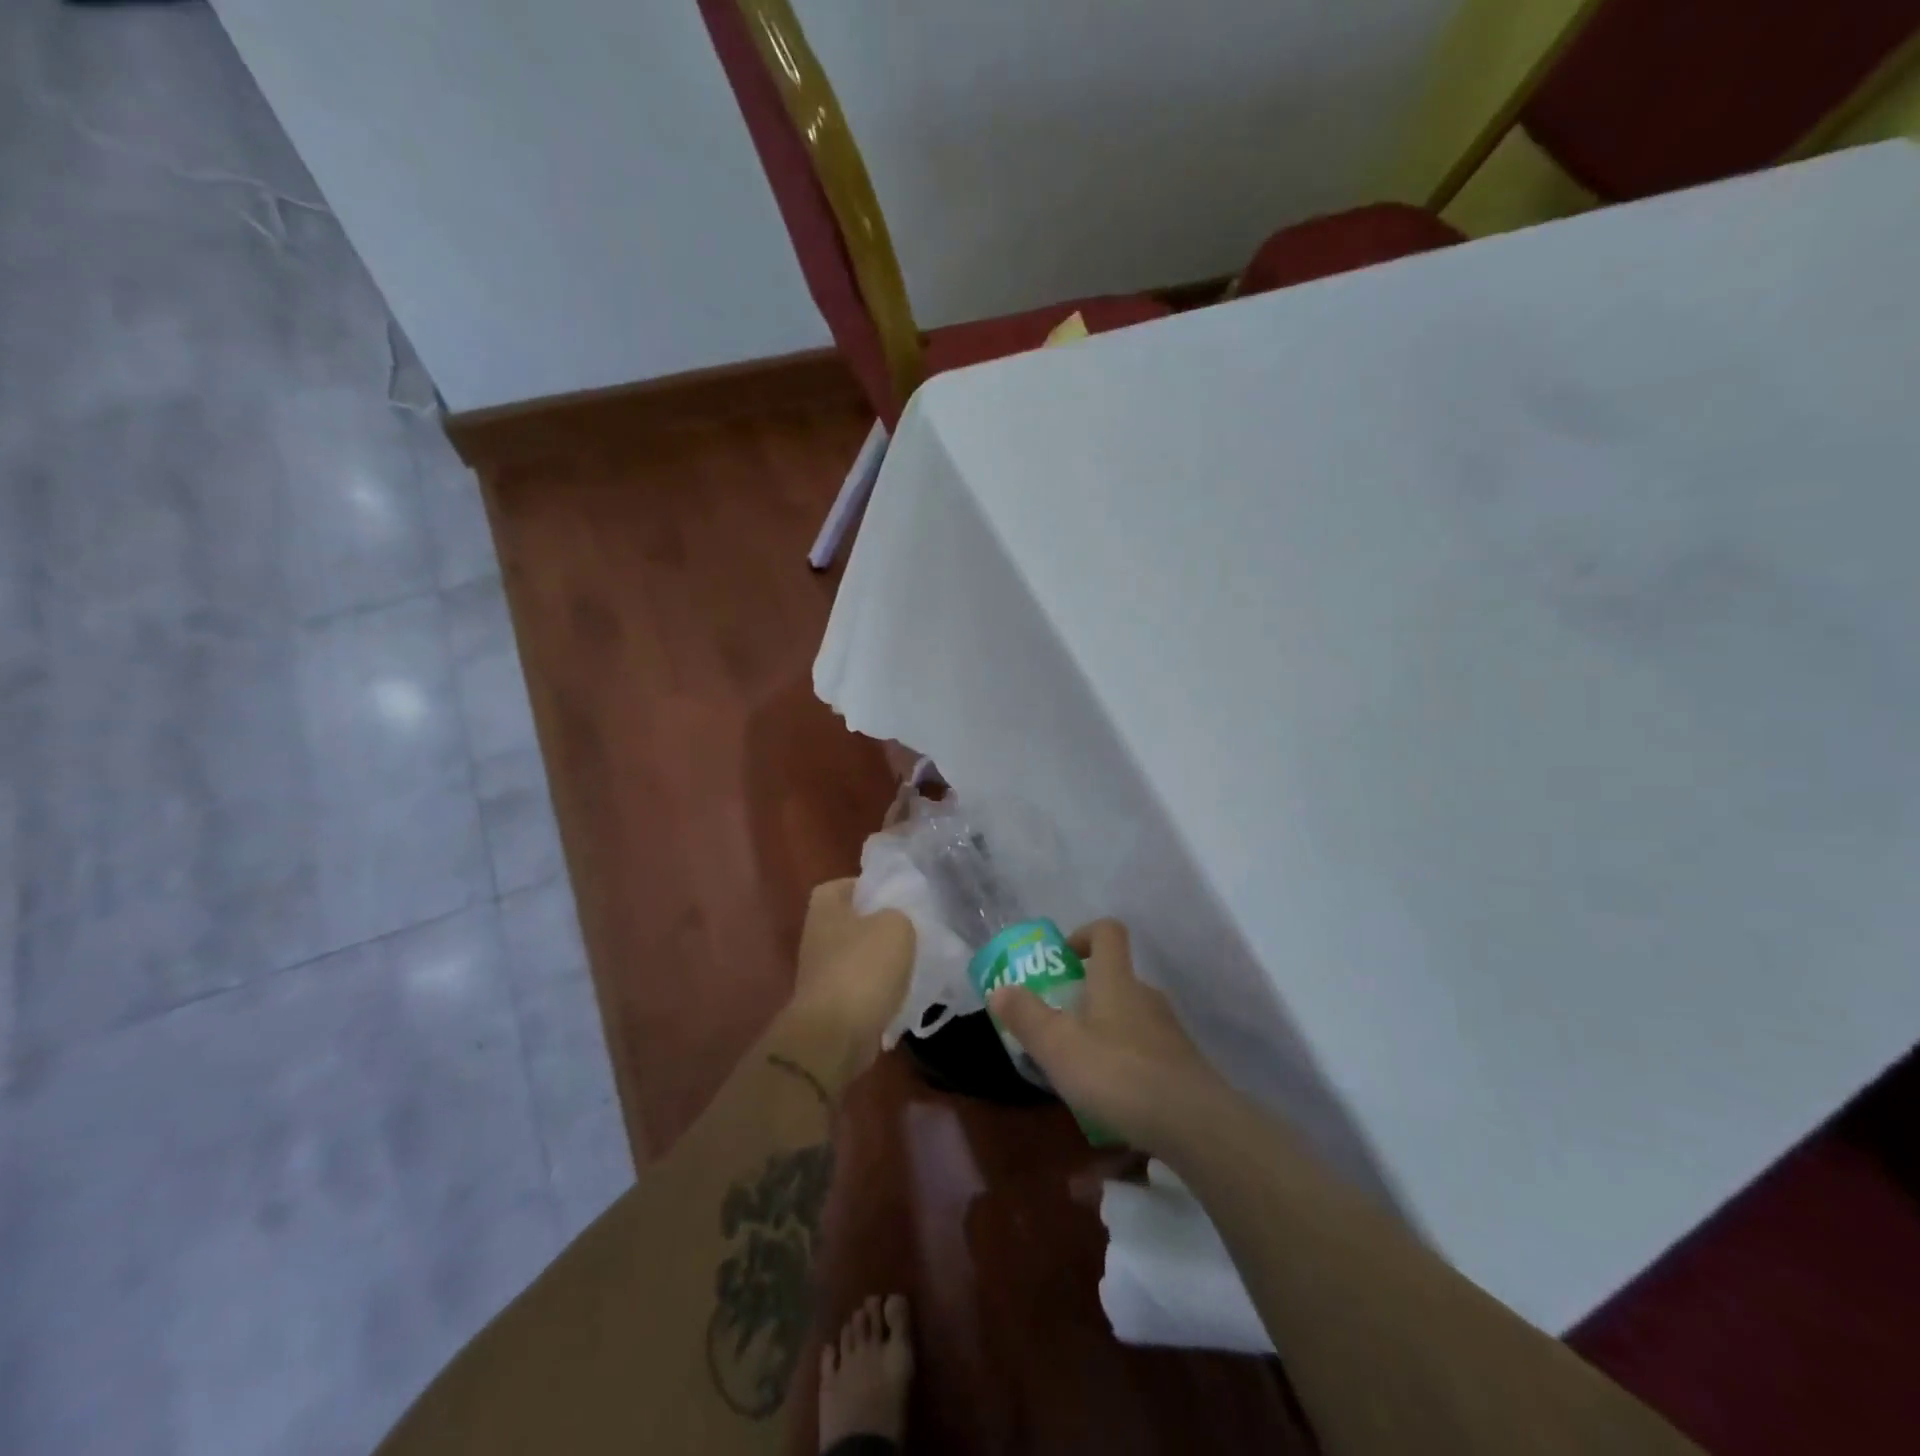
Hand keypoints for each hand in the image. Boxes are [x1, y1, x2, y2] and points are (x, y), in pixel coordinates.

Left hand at [789, 879, 914, 1074]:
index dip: (869, 886)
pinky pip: (861, 990)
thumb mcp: (896, 925)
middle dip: (879, 927)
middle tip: (912, 930)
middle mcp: (817, 936)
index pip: (843, 884)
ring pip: (858, 958)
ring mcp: (821, 974)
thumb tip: (895, 922)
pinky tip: (903, 996)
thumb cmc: (863, 968)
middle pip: (852, 922)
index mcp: (825, 908)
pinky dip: (879, 992)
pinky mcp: (831, 1006)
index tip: (897, 897)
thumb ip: (899, 914)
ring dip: (881, 962)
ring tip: (914, 964)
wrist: (835, 1035)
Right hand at [990, 920, 1228, 1153]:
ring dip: (1104, 1030)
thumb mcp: (1057, 1046)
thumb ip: (1026, 1016)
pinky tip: (1112, 1097)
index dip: (1083, 935)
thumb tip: (1000, 990)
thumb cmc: (1118, 1073)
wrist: (1195, 1123)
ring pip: (1129, 1015)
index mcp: (1115, 979)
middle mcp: (1145, 994)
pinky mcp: (1182, 1064)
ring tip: (1080, 1067)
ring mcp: (1168, 1029)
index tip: (1063, 960)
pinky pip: (1145, 1048)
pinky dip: (1126, 1060)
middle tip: (1058, 1025)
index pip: (1107, 931)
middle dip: (1085, 994)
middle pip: (1115, 977)